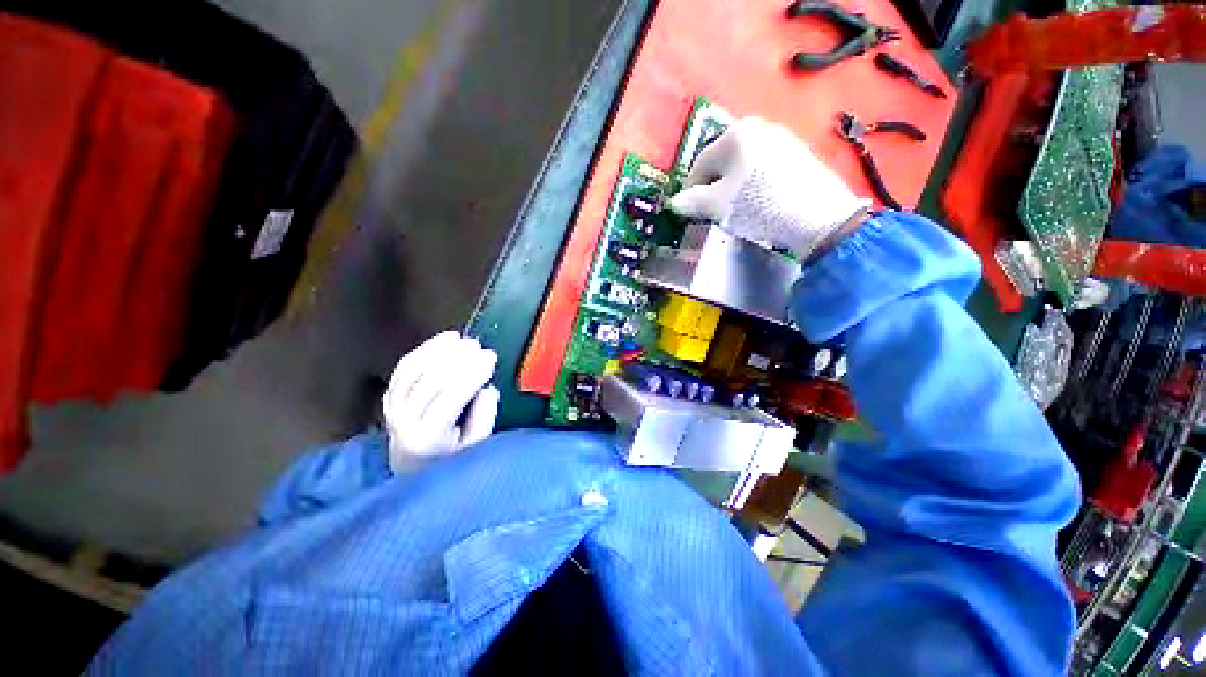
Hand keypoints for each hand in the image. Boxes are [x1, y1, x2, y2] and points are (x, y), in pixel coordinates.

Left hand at [383, 331, 499, 472]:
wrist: (411, 467)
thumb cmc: (450, 458)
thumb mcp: (475, 447)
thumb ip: (484, 418)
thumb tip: (486, 388)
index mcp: (428, 438)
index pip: (451, 398)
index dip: (472, 374)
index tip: (491, 358)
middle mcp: (404, 421)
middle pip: (431, 380)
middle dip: (458, 358)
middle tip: (479, 346)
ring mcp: (392, 407)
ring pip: (415, 369)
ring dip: (441, 350)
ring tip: (463, 340)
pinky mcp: (389, 394)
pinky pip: (405, 366)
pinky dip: (426, 349)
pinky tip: (446, 339)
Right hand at [668, 117, 870, 260]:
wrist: (816, 217)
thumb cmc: (759, 206)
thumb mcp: (718, 206)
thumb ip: (691, 202)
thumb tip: (675, 203)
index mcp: (735, 134)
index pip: (700, 165)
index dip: (690, 191)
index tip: (689, 212)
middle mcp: (758, 127)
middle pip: (721, 164)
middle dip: (713, 189)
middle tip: (714, 213)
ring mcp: (781, 138)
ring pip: (742, 168)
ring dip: (732, 189)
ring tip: (737, 212)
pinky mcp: (797, 154)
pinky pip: (762, 170)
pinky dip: (753, 186)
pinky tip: (759, 204)